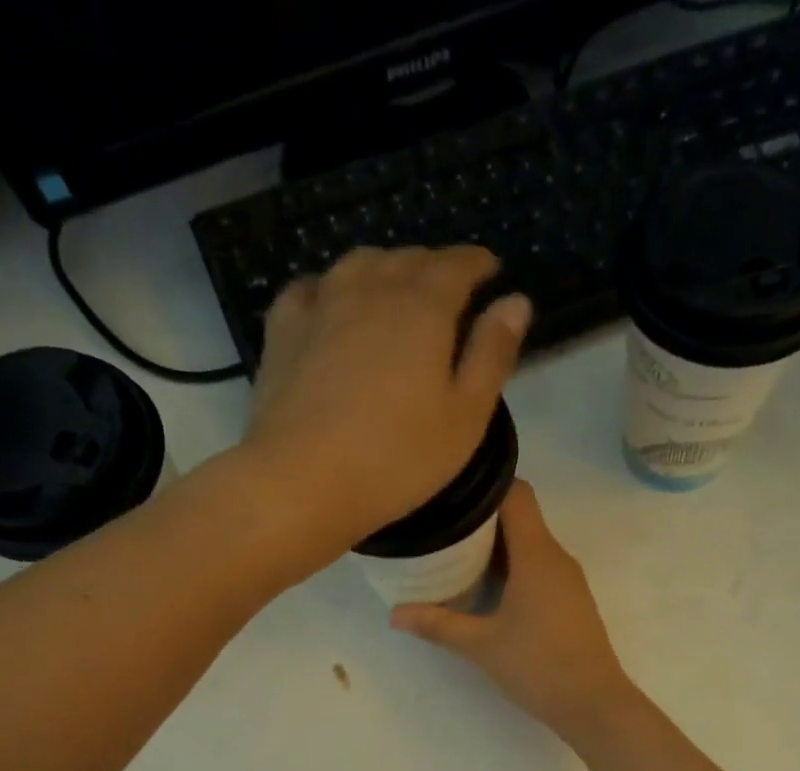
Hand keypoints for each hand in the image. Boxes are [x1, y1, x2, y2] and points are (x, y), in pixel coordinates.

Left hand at [243, 246, 530, 565]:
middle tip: (449, 286)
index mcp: (423, 308)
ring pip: (359, 264)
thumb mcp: (465, 418)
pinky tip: (334, 305)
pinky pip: (312, 288)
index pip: (457, 265)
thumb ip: (492, 355)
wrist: (302, 482)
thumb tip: (516, 302)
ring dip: (386, 268)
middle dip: (434, 265)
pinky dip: (332, 286)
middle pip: (408, 259)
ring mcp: (321, 305)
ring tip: (397, 290)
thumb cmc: (397, 459)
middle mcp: (371, 289)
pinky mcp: (283, 330)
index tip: (490, 270)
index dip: (478, 264)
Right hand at [390, 481, 639, 742]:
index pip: (516, 494)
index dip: (484, 486)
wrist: (593, 704)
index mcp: (537, 554)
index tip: (450, 496)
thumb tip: (394, 614)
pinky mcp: (570, 600)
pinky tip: (486, 590)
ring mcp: (567, 579)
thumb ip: (438, 624)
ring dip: (496, 547)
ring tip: (455, 558)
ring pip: (529, 544)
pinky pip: (538, 567)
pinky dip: (512, 568)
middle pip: (520, 517)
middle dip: (481, 519)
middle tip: (441, 530)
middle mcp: (556, 557)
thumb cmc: (538, 666)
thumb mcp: (481, 645)